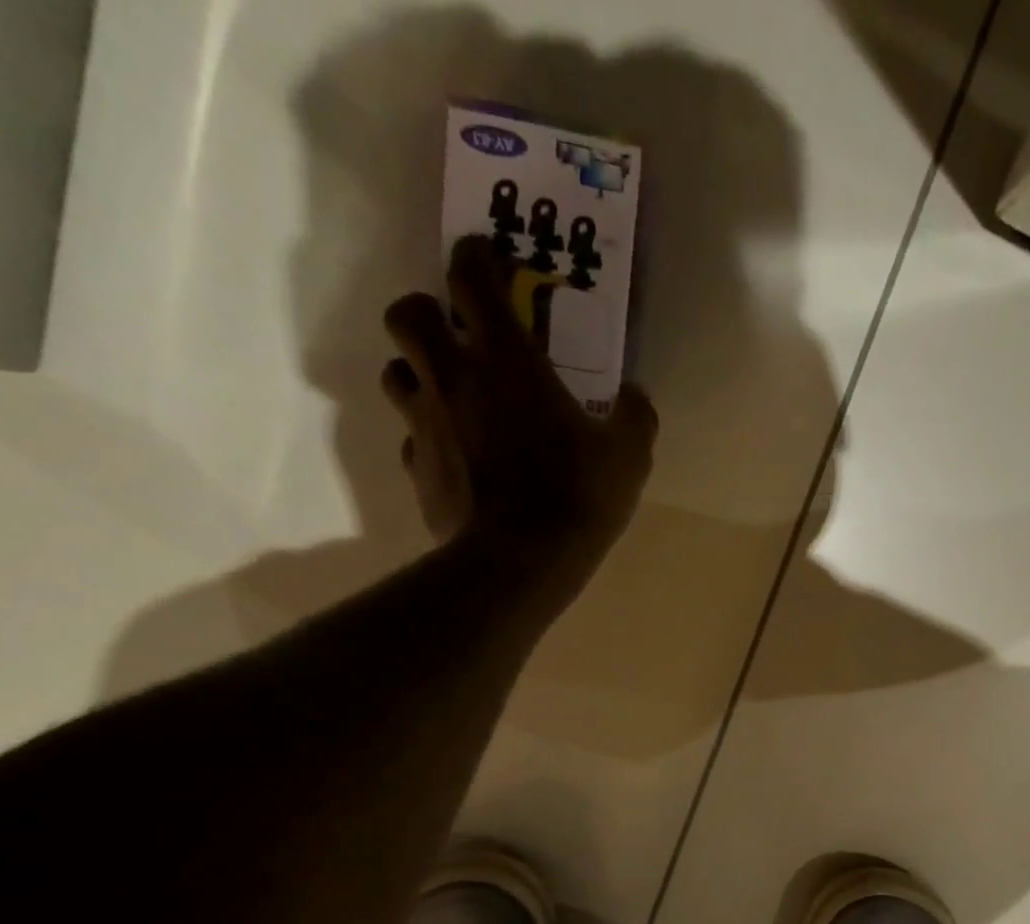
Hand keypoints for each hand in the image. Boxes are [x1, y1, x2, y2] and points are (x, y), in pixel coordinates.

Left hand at [380, 234, 657, 616]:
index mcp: (505, 359)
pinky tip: (459, 459)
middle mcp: (453, 378)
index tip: (488, 259)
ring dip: (418, 373)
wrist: (521, 561)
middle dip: (427, 312)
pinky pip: (412, 439)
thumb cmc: (577, 495)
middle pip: (407, 313)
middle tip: (457, 336)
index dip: (475, 256)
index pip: (472, 276)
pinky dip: (430, 439)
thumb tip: (633, 397)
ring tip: (453, 397)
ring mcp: (426, 424)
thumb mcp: (628, 456)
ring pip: (396, 373)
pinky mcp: (418, 470)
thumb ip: (634, 416)